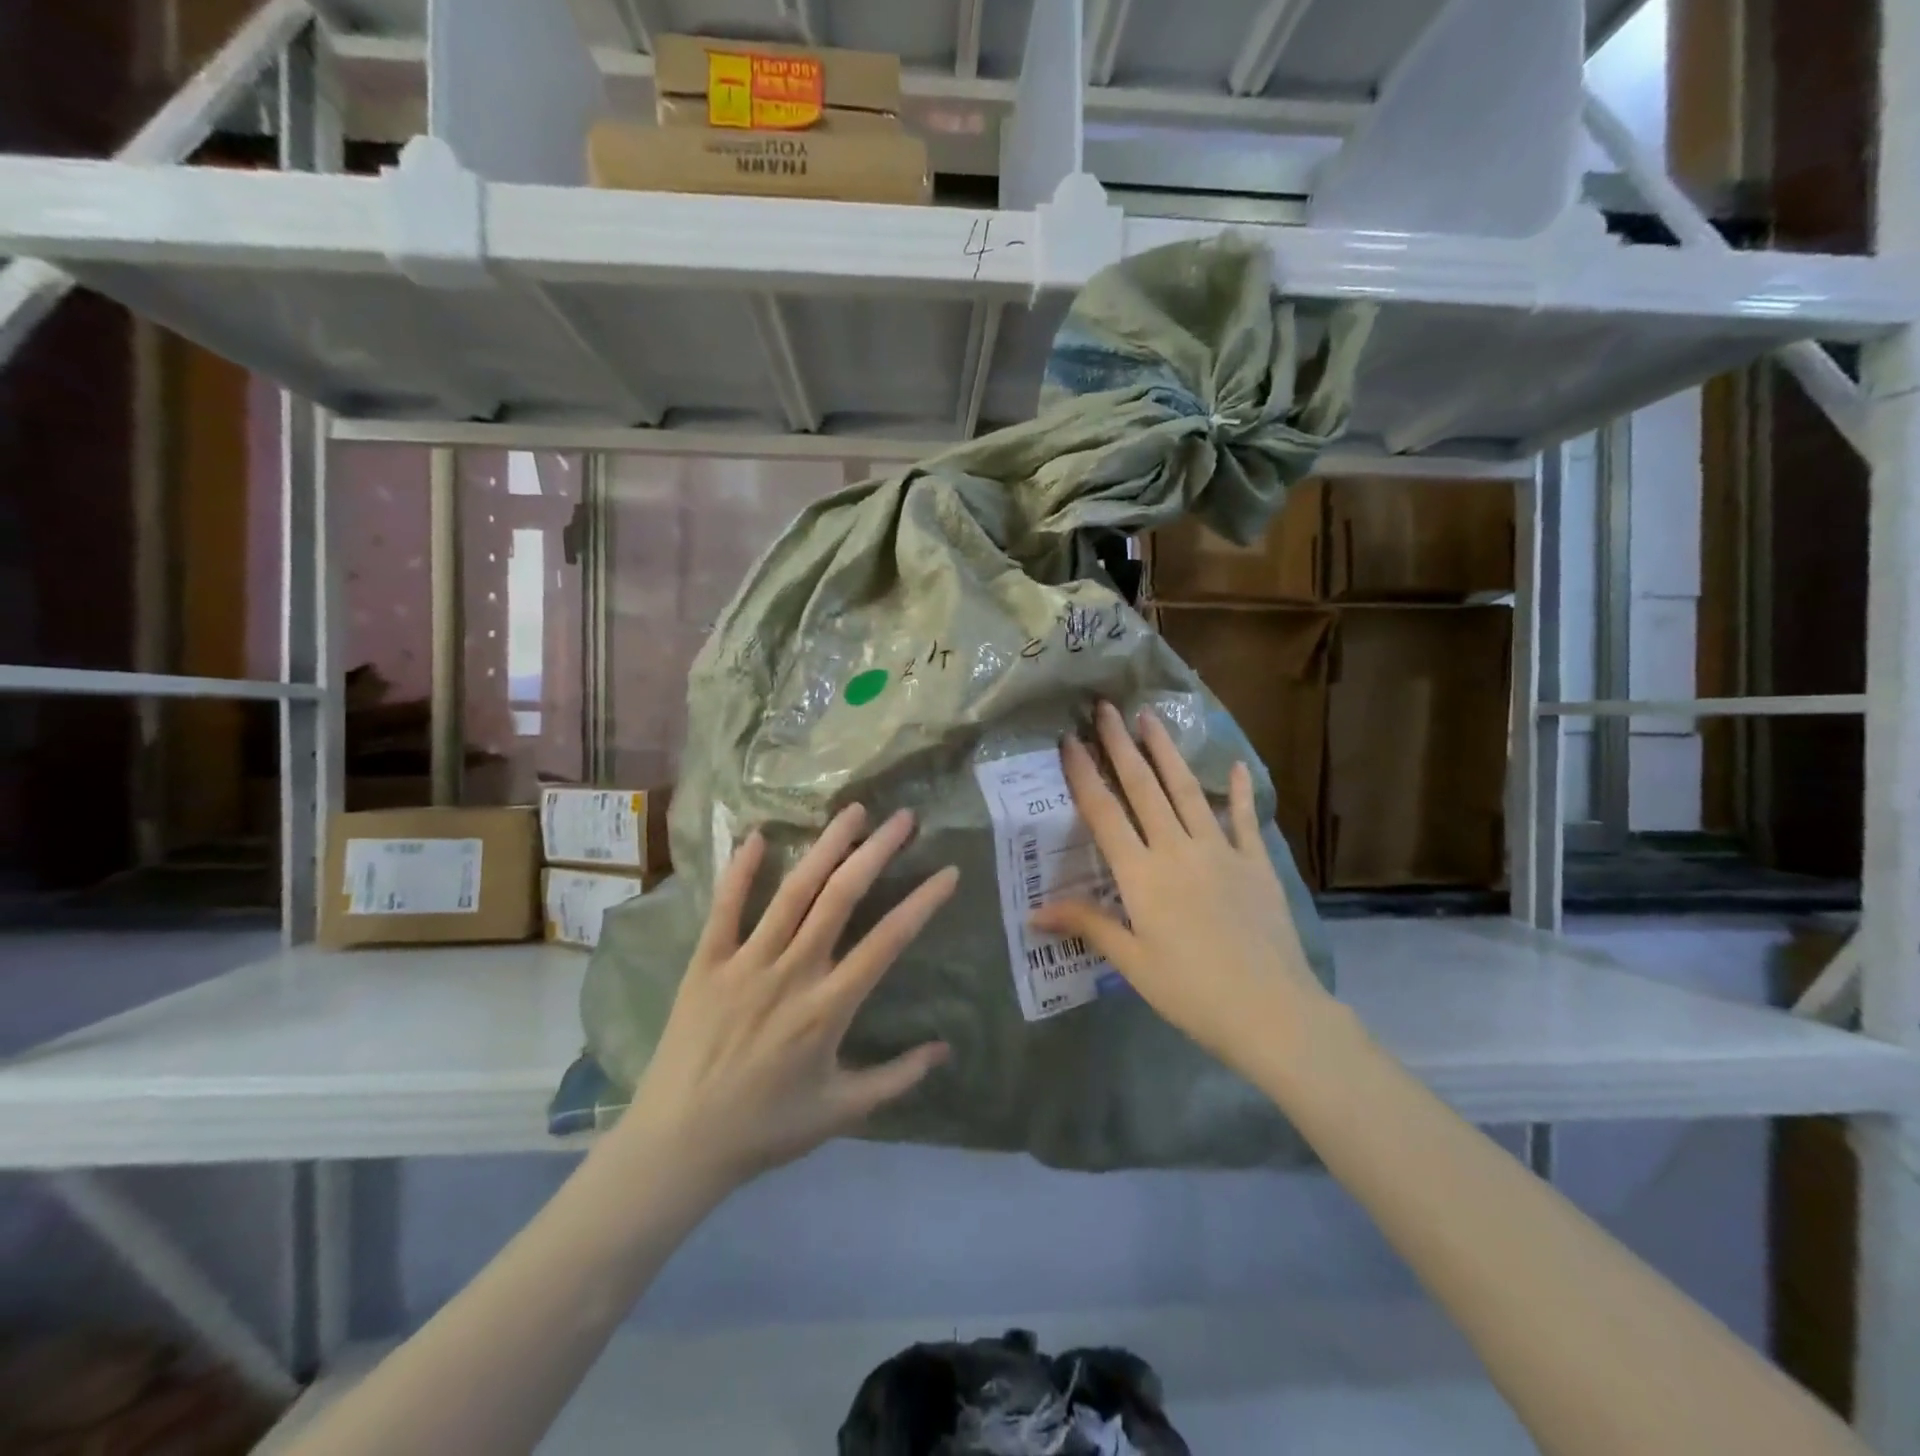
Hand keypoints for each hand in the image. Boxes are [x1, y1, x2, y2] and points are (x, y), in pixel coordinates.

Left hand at [622, 805, 955, 1191]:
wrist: (678, 1145)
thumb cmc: (765, 1128)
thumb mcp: (841, 1112)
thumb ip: (897, 1079)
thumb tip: (946, 1050)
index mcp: (827, 1008)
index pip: (887, 942)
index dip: (921, 903)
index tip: (948, 872)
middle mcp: (791, 973)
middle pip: (840, 898)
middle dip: (876, 852)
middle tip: (903, 818)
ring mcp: (745, 963)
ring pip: (792, 892)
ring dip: (825, 847)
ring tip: (852, 811)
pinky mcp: (705, 963)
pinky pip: (725, 909)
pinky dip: (740, 871)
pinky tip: (756, 836)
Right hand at [1030, 702, 1332, 1070]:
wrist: (1272, 1012)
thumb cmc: (1191, 991)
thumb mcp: (1131, 962)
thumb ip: (1087, 925)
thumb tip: (1033, 912)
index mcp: (1141, 875)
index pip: (1104, 813)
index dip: (1084, 774)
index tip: (1070, 740)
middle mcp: (1177, 850)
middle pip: (1143, 788)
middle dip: (1121, 745)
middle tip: (1106, 708)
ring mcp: (1220, 851)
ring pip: (1187, 791)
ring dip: (1166, 752)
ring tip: (1151, 717)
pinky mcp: (1255, 863)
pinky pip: (1243, 820)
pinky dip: (1239, 791)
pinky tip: (1236, 765)